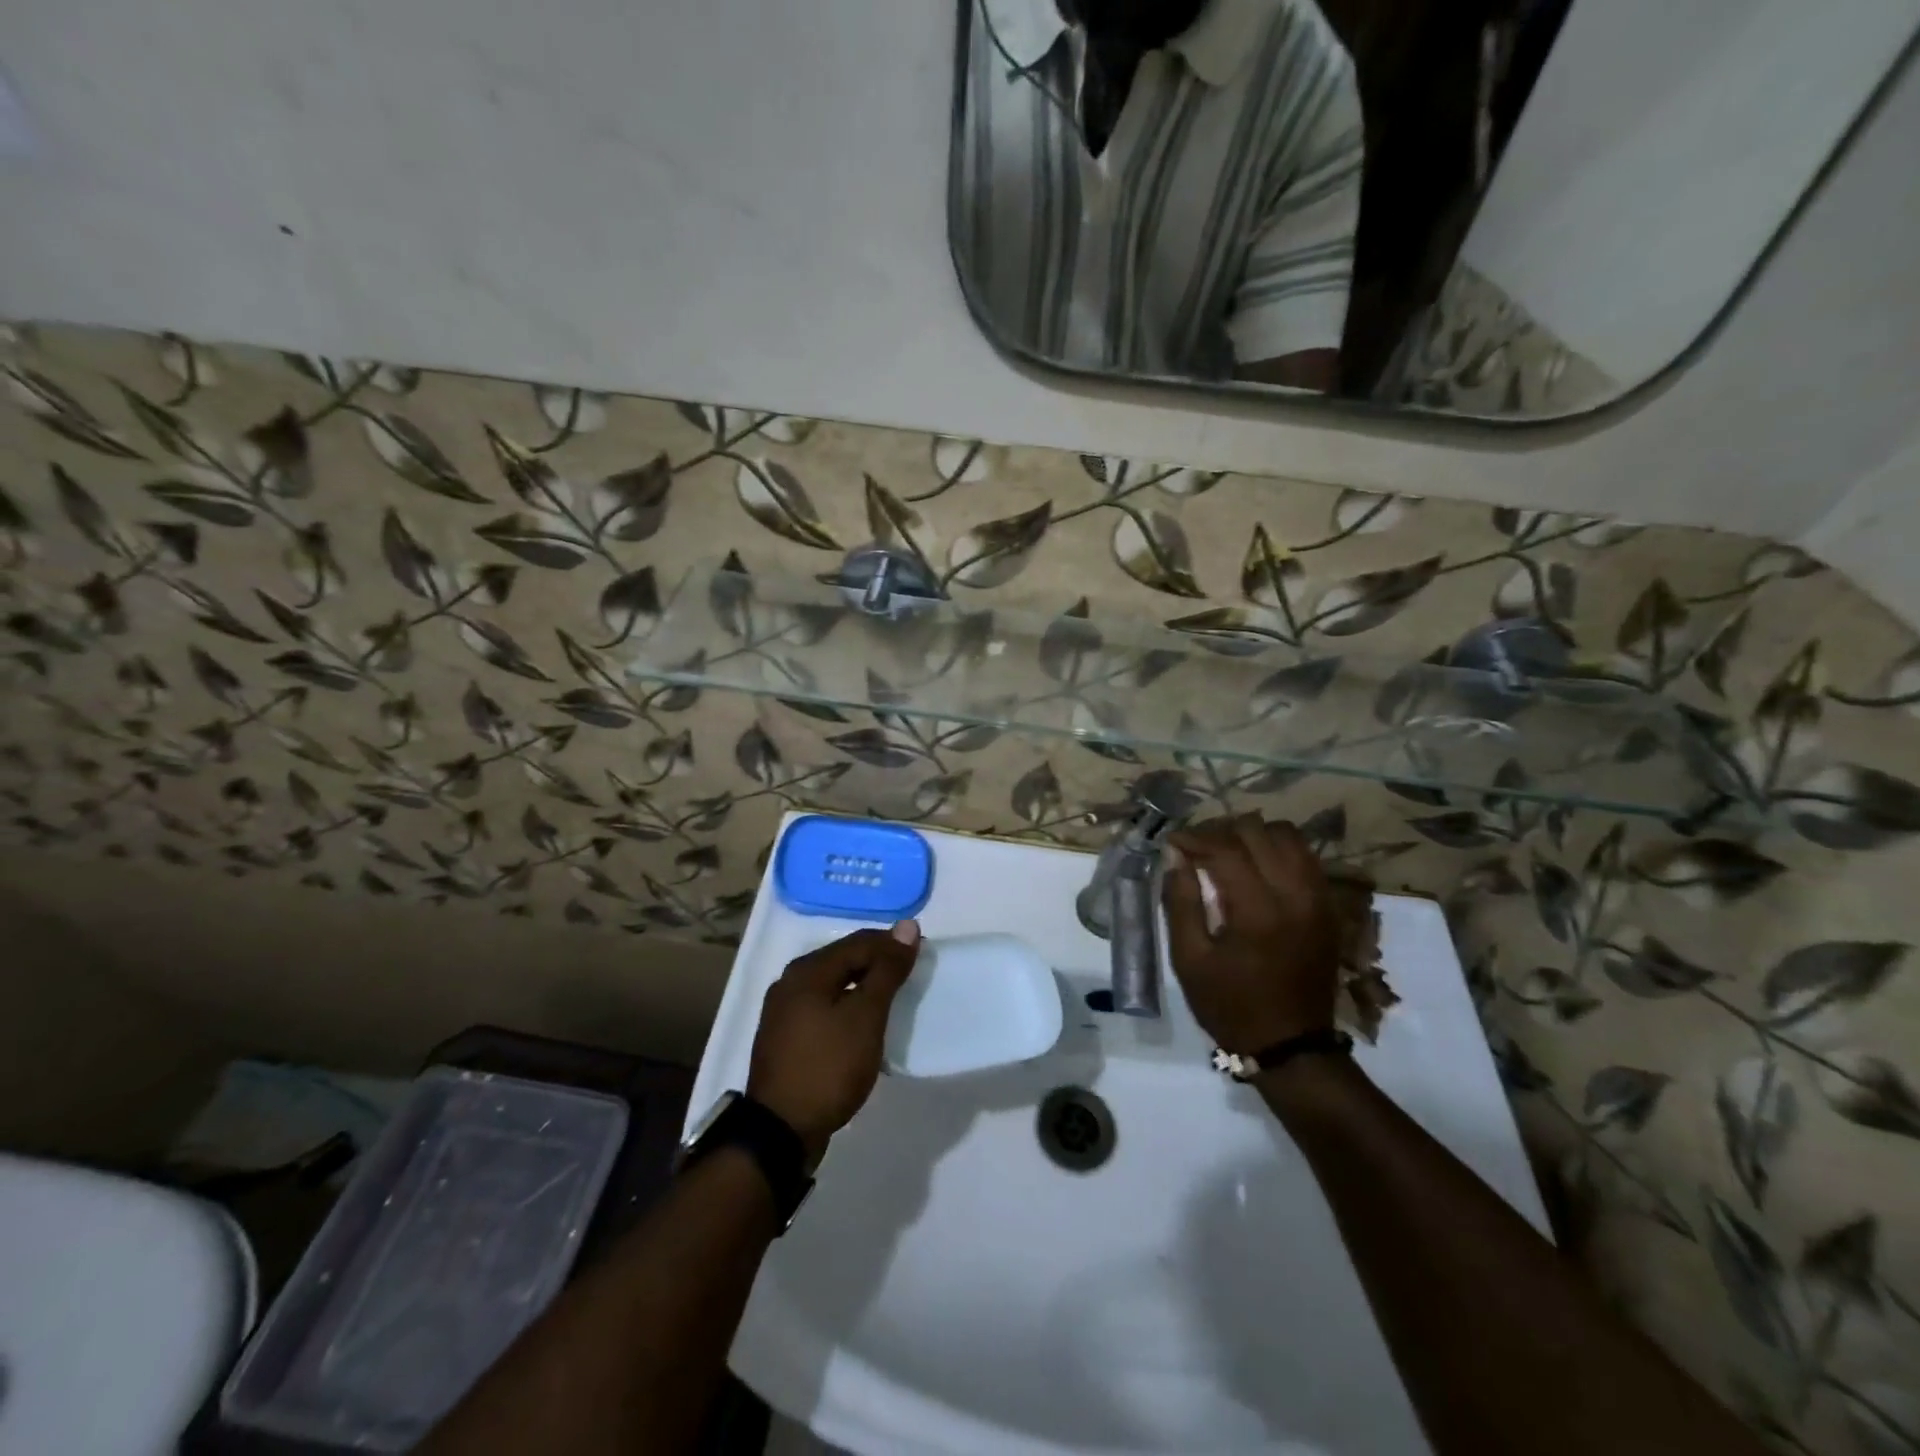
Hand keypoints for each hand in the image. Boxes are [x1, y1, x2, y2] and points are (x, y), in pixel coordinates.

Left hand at [747, 922, 920, 1161]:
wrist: (780, 1131)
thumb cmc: (829, 1066)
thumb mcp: (866, 1016)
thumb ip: (887, 970)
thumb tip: (908, 926)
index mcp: (808, 970)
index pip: (860, 942)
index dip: (893, 945)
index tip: (923, 956)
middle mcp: (790, 981)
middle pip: (844, 959)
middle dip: (878, 964)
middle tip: (911, 978)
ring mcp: (783, 1011)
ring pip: (834, 985)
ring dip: (864, 988)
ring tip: (892, 1001)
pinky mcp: (785, 1037)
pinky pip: (823, 1008)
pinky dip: (847, 1008)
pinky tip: (862, 1025)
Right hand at [1162, 814, 1340, 1053]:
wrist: (1292, 1045)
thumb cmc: (1230, 1005)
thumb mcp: (1189, 959)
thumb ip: (1180, 902)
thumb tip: (1175, 856)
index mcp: (1257, 910)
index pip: (1225, 847)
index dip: (1194, 837)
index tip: (1172, 842)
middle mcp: (1295, 894)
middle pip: (1258, 831)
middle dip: (1221, 831)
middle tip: (1197, 848)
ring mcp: (1318, 898)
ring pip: (1287, 835)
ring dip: (1253, 836)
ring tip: (1228, 852)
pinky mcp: (1329, 906)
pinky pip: (1305, 856)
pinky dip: (1277, 850)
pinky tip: (1256, 867)